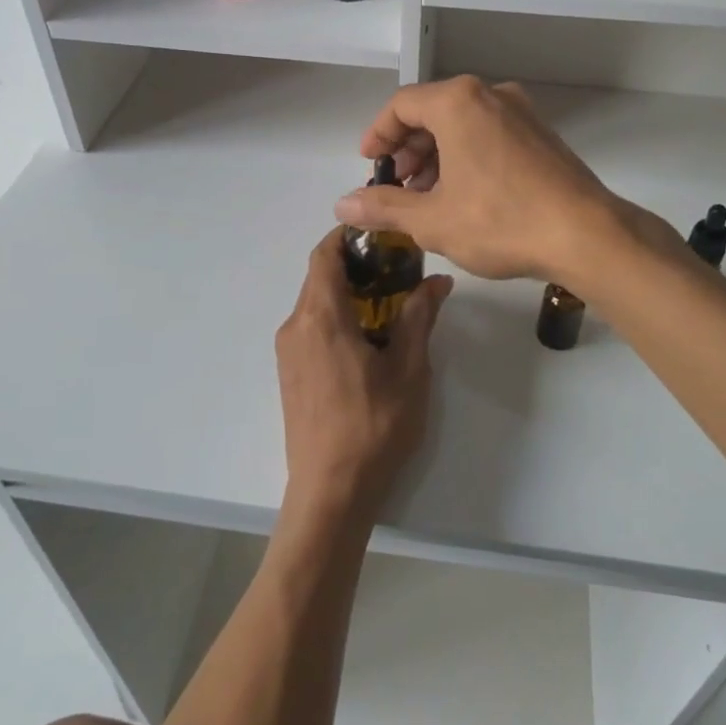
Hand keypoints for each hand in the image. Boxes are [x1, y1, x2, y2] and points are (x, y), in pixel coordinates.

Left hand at [275, 229, 453, 523]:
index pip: (324, 255)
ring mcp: (287, 351)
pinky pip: (310, 326)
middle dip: (354, 265)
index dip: (348, 236)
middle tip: (397, 268)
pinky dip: (335, 316)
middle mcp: (295, 326)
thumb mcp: (408, 369)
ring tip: (388, 302)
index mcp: (321, 317)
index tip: (381, 234)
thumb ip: (419, 317)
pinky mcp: (289, 373)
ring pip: (314, 302)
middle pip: (319, 276)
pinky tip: (367, 338)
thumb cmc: (374, 426)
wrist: (330, 490)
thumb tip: (438, 281)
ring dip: (346, 292)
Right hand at [332, 76, 649, 285]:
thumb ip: (383, 207)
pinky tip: (464, 194)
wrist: (586, 235)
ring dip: (436, 155)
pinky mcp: (542, 135)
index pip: (402, 105)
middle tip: (396, 185)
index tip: (370, 165)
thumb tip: (343, 204)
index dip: (378, 134)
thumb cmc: (501, 222)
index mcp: (459, 102)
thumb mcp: (432, 220)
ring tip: (426, 196)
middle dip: (408, 148)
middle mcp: (491, 95)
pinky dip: (466, 156)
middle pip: (433, 111)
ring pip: (463, 124)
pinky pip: (490, 134)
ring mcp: (522, 113)